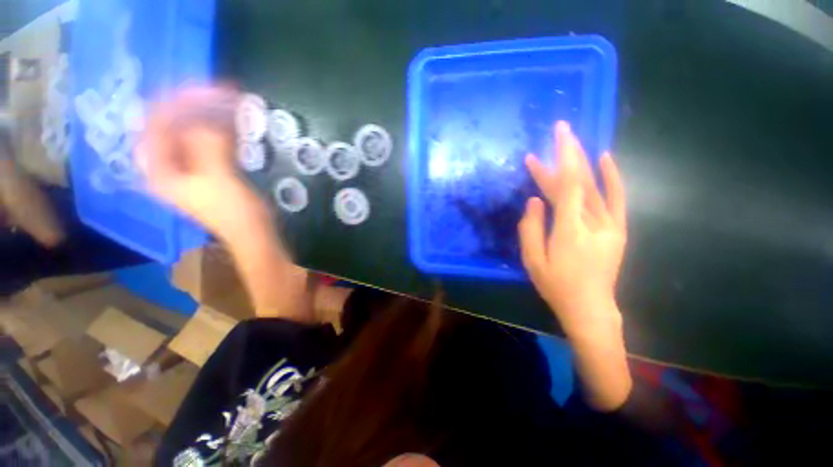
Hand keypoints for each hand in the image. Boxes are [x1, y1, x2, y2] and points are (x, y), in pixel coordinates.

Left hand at [139, 86, 311, 321]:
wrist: (255, 239)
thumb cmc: (236, 215)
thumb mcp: (219, 178)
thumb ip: (208, 144)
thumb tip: (210, 115)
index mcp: (160, 169)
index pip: (156, 122)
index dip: (179, 102)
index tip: (208, 90)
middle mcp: (168, 167)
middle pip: (172, 124)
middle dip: (195, 106)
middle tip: (222, 95)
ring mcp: (189, 170)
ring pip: (191, 132)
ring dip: (208, 117)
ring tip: (230, 106)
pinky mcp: (209, 173)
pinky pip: (207, 142)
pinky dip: (219, 130)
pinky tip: (233, 126)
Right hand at [518, 121, 626, 340]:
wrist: (590, 308)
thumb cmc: (556, 286)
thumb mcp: (532, 260)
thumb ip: (530, 229)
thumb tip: (534, 201)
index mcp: (569, 230)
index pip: (566, 187)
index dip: (557, 162)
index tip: (549, 142)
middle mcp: (593, 223)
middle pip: (579, 182)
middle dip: (568, 154)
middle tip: (558, 131)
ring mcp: (610, 225)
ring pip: (594, 187)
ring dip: (582, 161)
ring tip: (572, 140)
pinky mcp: (617, 230)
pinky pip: (617, 198)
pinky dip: (612, 177)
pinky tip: (605, 158)